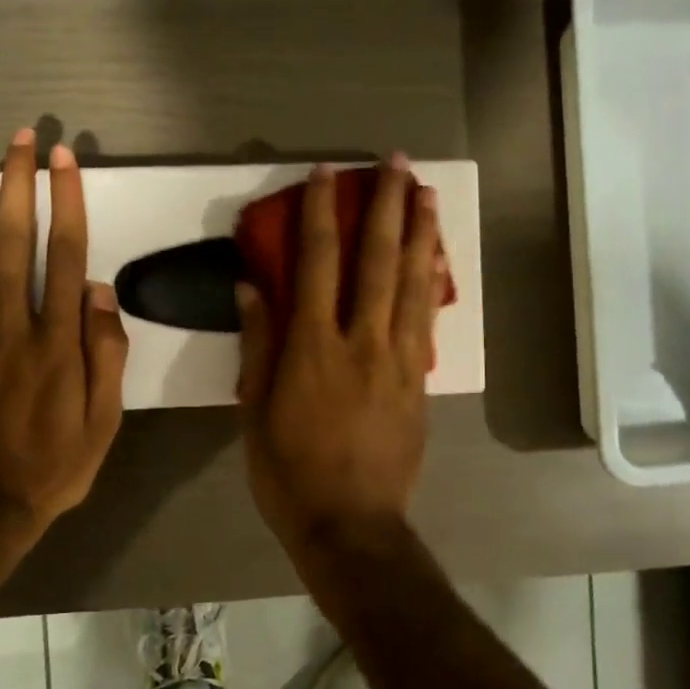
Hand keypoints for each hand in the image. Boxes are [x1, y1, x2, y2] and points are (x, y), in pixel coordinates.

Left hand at [0, 130, 127, 543]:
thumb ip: (106, 353)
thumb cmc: (57, 464)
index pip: (66, 257)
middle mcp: (11, 327)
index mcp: (57, 343)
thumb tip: (102, 292)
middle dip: (20, 186)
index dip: (67, 204)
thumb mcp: (105, 420)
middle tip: (24, 139)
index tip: (66, 162)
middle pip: (15, 243)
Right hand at [236, 156, 442, 556]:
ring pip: (412, 283)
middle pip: (377, 260)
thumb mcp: (255, 412)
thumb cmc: (289, 473)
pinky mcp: (418, 381)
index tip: (326, 175)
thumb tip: (253, 286)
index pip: (317, 263)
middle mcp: (361, 341)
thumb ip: (258, 345)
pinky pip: (426, 320)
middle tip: (396, 163)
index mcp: (312, 348)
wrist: (352, 525)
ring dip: (420, 233)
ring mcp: (397, 360)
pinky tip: (436, 258)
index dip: (321, 213)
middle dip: (385, 206)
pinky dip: (431, 282)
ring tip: (426, 192)